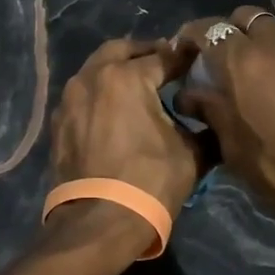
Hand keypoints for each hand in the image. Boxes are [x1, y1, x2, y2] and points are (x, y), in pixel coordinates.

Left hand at [48, 38, 201, 254]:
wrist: (98, 223)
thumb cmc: (149, 182)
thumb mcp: (191, 154)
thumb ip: (205, 127)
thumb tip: (215, 119)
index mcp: (127, 77)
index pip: (164, 57)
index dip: (184, 58)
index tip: (197, 59)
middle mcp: (93, 78)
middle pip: (121, 51)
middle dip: (144, 52)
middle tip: (165, 62)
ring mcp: (70, 99)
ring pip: (96, 70)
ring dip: (117, 70)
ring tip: (139, 85)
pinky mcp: (59, 122)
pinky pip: (83, 95)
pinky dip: (100, 93)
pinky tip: (115, 109)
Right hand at [174, 7, 274, 249]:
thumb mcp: (236, 149)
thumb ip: (210, 111)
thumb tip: (188, 94)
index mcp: (244, 61)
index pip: (206, 29)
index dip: (189, 37)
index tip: (182, 55)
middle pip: (246, 18)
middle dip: (229, 33)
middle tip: (222, 63)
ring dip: (262, 47)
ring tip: (259, 80)